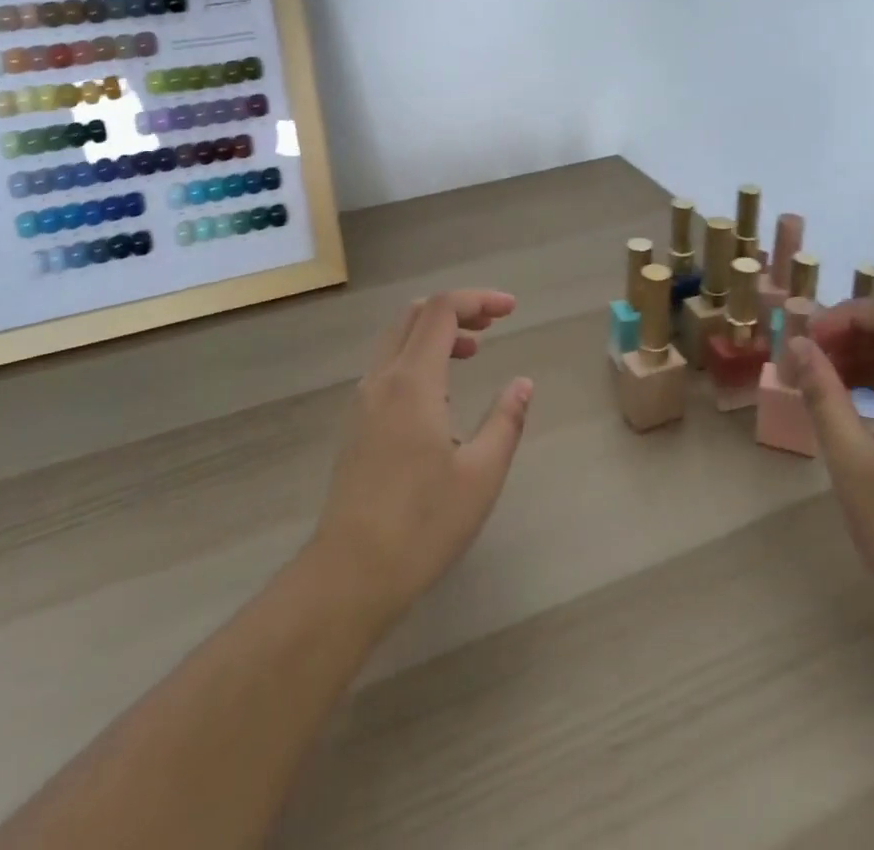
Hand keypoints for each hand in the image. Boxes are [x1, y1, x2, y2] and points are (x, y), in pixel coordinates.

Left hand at [309, 290, 532, 621]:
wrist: (350, 573)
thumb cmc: (423, 524)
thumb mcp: (481, 474)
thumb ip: (506, 420)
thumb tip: (522, 383)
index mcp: (413, 382)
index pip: (442, 310)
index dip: (478, 299)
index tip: (511, 310)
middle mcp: (382, 379)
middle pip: (415, 315)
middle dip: (456, 309)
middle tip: (492, 326)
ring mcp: (363, 401)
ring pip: (396, 338)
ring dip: (434, 332)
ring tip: (472, 352)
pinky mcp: (355, 423)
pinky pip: (387, 365)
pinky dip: (416, 355)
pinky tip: (440, 392)